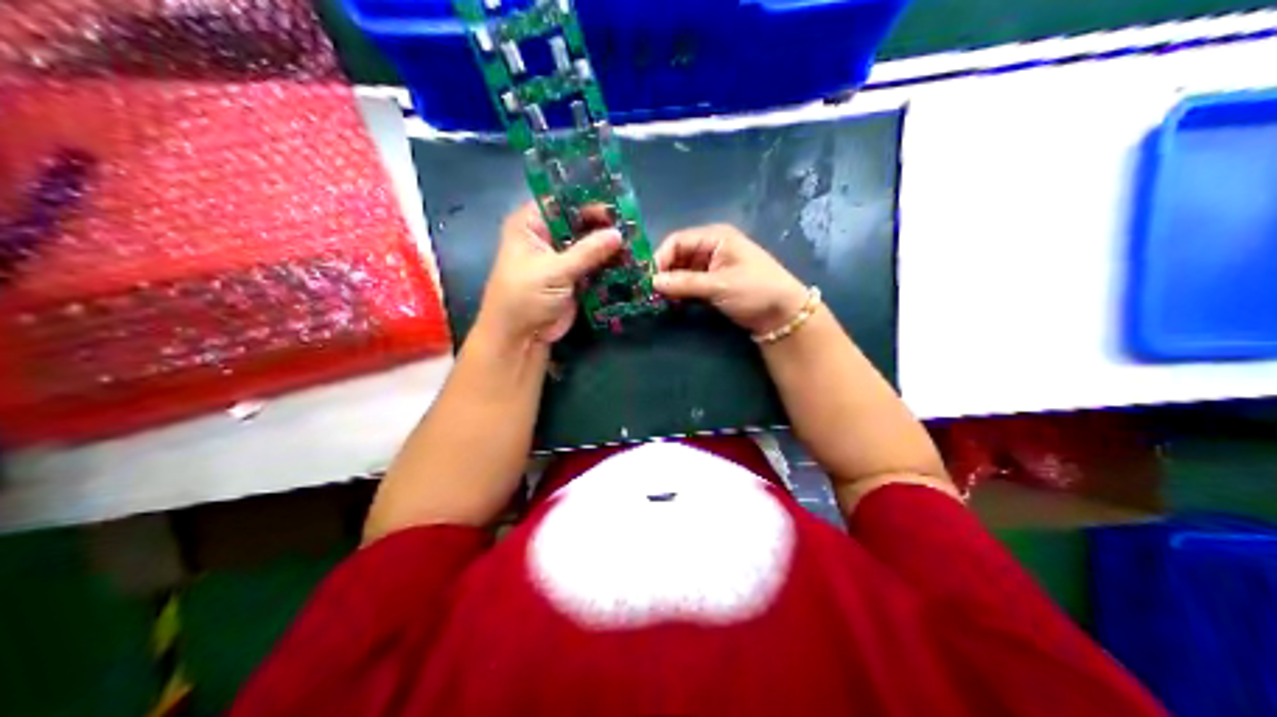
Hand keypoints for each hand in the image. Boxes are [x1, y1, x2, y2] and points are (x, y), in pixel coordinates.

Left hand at [477, 202, 620, 347]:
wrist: (519, 339)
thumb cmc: (524, 297)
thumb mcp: (554, 271)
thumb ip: (588, 251)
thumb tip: (618, 234)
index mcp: (531, 225)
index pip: (561, 201)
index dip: (586, 199)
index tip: (615, 203)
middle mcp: (546, 236)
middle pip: (579, 221)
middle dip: (603, 224)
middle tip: (632, 224)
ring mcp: (561, 257)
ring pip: (590, 244)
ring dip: (609, 246)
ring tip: (636, 242)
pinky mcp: (574, 278)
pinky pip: (595, 265)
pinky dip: (609, 264)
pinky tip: (631, 262)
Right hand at [657, 225, 804, 332]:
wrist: (784, 315)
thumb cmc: (755, 291)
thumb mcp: (719, 286)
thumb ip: (685, 283)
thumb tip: (652, 282)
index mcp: (715, 237)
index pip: (677, 241)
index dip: (660, 258)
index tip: (648, 280)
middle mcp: (712, 247)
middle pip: (677, 255)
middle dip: (663, 272)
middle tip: (649, 293)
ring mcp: (713, 265)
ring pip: (682, 271)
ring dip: (671, 284)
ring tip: (657, 300)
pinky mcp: (715, 283)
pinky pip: (690, 283)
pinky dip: (680, 292)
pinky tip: (671, 303)